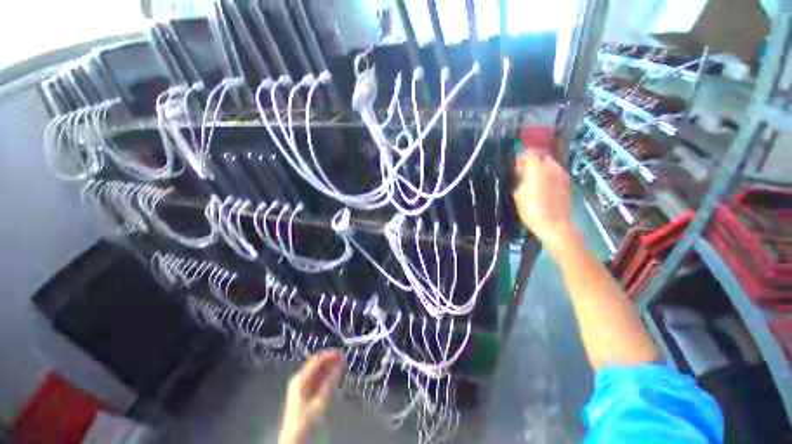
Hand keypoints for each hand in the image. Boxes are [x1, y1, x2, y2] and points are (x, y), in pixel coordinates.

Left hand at [279, 350, 343, 443]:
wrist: (295, 439)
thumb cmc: (307, 420)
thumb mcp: (320, 401)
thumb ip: (330, 381)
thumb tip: (339, 365)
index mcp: (300, 379)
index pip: (316, 360)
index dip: (329, 355)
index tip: (342, 353)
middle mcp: (299, 379)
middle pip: (316, 364)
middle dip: (330, 360)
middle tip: (344, 358)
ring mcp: (301, 386)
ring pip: (317, 371)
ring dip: (329, 367)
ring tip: (341, 364)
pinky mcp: (304, 392)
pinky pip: (316, 378)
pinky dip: (326, 375)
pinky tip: (334, 375)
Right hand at [512, 151, 577, 253]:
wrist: (554, 224)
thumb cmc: (531, 209)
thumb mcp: (518, 193)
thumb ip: (519, 178)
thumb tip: (520, 169)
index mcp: (536, 168)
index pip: (529, 153)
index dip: (521, 158)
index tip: (516, 166)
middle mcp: (551, 167)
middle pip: (541, 156)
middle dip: (533, 161)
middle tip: (524, 173)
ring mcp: (561, 174)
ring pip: (550, 164)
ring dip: (541, 168)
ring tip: (534, 180)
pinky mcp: (567, 182)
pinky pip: (556, 172)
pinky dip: (549, 175)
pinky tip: (544, 186)